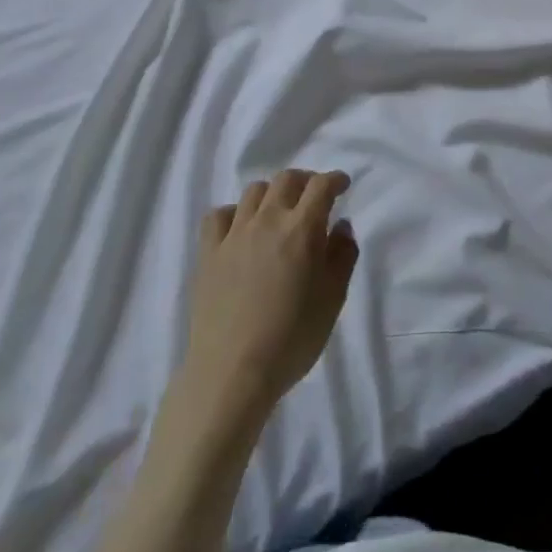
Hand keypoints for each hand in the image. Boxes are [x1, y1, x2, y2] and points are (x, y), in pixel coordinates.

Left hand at [179, 169, 358, 431]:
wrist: (233, 372)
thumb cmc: (293, 338)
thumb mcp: (333, 299)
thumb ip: (343, 256)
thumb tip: (341, 225)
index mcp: (302, 229)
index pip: (321, 186)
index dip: (334, 179)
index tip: (342, 185)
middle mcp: (267, 220)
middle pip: (286, 179)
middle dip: (305, 180)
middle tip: (313, 196)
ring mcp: (234, 234)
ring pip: (253, 192)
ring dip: (272, 194)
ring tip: (278, 211)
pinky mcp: (208, 252)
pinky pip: (218, 215)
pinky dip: (234, 213)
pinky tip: (240, 229)